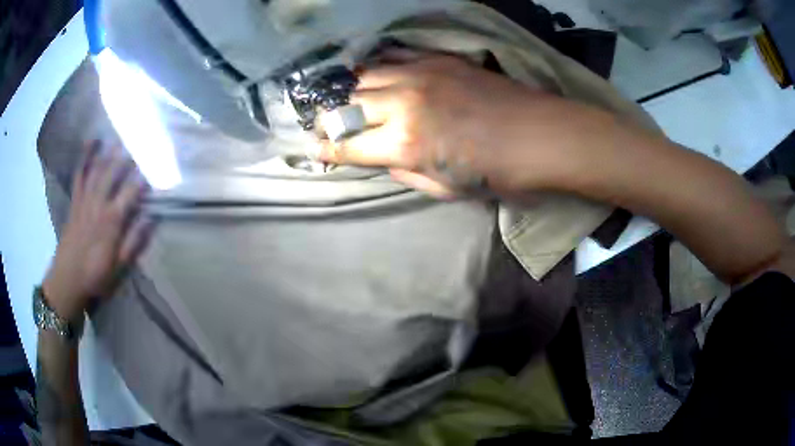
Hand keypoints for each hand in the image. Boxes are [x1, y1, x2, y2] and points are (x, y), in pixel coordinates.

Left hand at [43, 141, 154, 319]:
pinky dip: (85, 157)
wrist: (67, 280)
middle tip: (140, 137)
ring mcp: (85, 200)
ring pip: (97, 169)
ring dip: (109, 150)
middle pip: (113, 174)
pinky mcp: (75, 200)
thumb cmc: (96, 275)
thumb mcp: (119, 267)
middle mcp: (98, 204)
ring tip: (120, 134)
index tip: (156, 166)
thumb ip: (134, 242)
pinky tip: (91, 141)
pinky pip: (79, 174)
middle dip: (127, 155)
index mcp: (111, 221)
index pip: (131, 193)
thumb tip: (151, 218)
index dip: (144, 178)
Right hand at [318, 54, 589, 197]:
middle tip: (328, 126)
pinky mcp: (437, 59)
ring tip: (348, 99)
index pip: (346, 145)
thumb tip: (380, 156)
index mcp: (404, 144)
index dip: (325, 150)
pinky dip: (377, 66)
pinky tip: (376, 74)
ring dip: (350, 91)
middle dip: (329, 119)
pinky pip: (393, 56)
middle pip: (346, 105)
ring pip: (363, 76)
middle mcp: (402, 104)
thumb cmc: (497, 172)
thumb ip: (403, 170)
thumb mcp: (444, 188)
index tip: (314, 150)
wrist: (539, 135)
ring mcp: (418, 74)